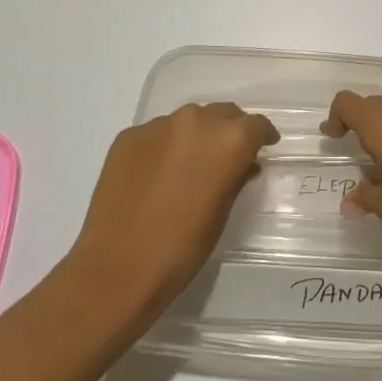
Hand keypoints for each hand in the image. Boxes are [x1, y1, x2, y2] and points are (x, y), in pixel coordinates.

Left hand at [68, 103, 278, 314]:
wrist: (118, 266)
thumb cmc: (183, 247)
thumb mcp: (223, 212)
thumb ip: (236, 178)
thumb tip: (243, 164)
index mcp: (229, 140)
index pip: (256, 125)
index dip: (262, 136)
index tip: (263, 147)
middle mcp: (195, 121)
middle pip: (222, 114)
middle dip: (229, 130)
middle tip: (226, 156)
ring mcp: (158, 126)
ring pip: (187, 120)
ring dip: (195, 135)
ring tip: (188, 165)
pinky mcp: (128, 136)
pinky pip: (156, 133)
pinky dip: (164, 146)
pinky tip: (157, 174)